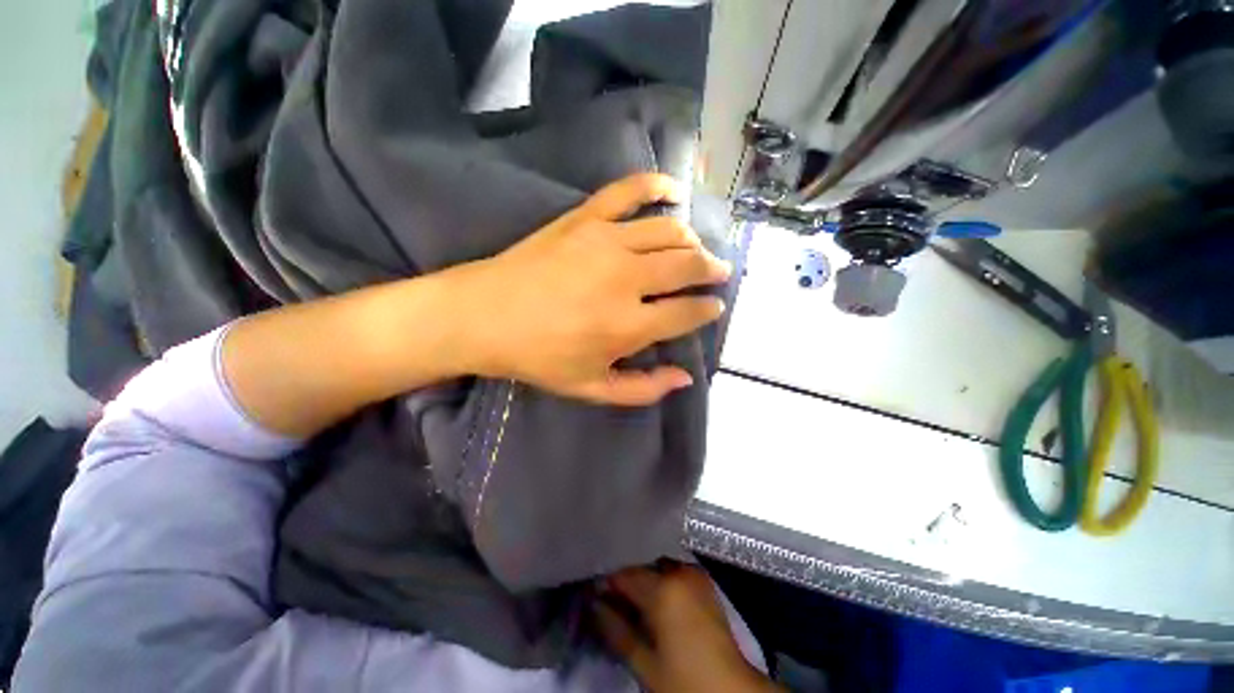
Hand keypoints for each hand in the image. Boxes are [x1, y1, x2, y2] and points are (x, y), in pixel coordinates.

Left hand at [454, 173, 731, 405]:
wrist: (484, 316)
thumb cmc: (539, 358)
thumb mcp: (592, 389)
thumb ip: (643, 389)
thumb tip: (685, 378)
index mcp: (630, 326)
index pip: (689, 312)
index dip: (708, 310)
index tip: (714, 307)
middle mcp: (628, 279)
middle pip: (688, 266)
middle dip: (711, 270)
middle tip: (718, 273)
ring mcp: (607, 241)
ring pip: (670, 231)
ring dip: (692, 241)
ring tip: (697, 249)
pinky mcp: (585, 218)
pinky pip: (630, 191)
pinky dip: (657, 185)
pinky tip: (674, 190)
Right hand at [594, 564, 779, 692]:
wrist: (731, 690)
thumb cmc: (684, 681)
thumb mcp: (645, 663)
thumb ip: (616, 630)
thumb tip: (594, 605)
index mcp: (665, 587)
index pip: (624, 574)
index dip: (606, 584)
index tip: (593, 595)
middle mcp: (680, 571)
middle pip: (642, 567)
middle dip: (625, 582)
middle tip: (610, 602)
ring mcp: (695, 574)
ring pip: (657, 567)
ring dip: (643, 581)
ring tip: (631, 604)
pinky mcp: (704, 582)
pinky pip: (673, 572)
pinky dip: (660, 582)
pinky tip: (653, 602)